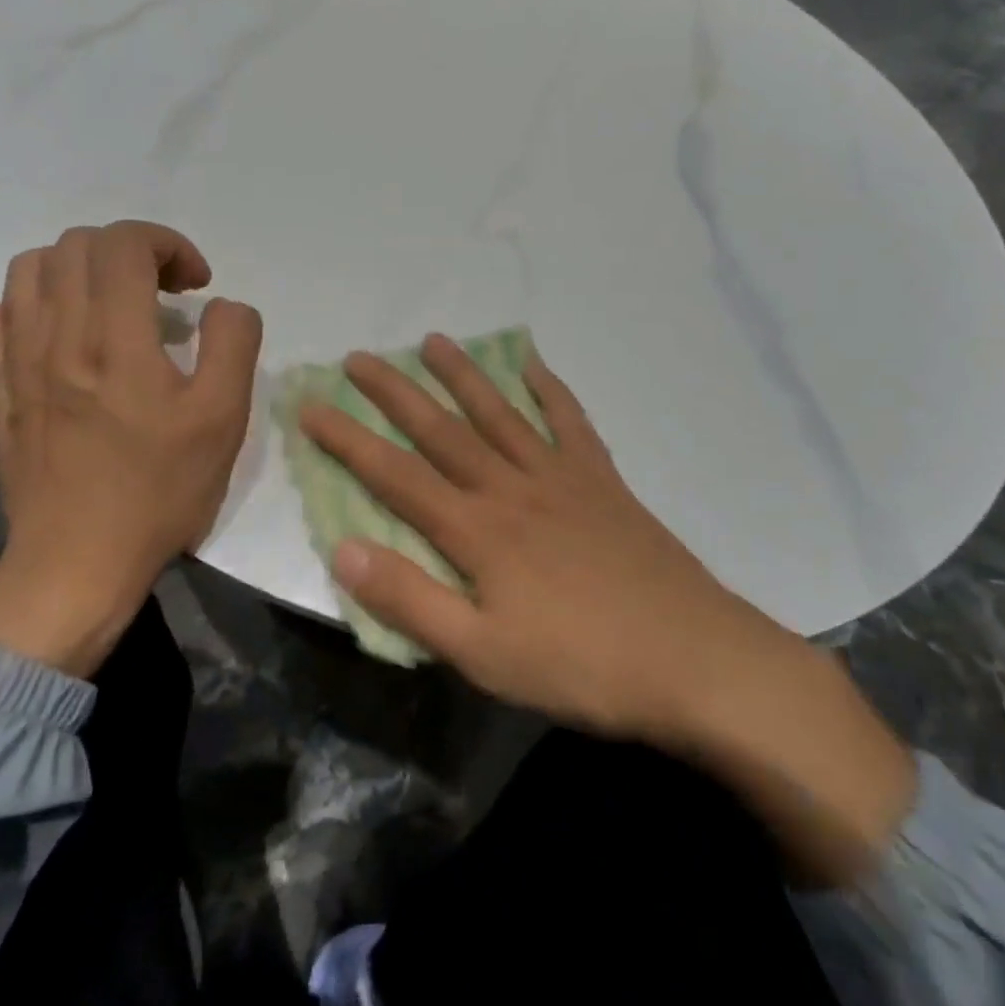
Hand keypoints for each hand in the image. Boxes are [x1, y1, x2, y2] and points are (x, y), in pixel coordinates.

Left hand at [0, 222, 260, 677]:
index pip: (124, 243)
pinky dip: (33, 304)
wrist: (78, 563)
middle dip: (131, 250)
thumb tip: (222, 305)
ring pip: (30, 270)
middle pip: (78, 245)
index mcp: (116, 340)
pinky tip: (62, 334)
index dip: (168, 244)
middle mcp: (57, 336)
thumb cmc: (159, 491)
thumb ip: (234, 344)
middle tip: (163, 291)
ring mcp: (17, 362)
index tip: (196, 283)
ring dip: (80, 268)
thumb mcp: (223, 419)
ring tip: (113, 304)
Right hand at [299, 334, 915, 883]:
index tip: (311, 405)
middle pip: (442, 429)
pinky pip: (570, 423)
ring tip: (433, 340)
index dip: (348, 439)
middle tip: (359, 356)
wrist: (693, 659)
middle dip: (395, 391)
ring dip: (463, 375)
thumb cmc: (580, 665)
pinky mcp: (602, 481)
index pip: (395, 475)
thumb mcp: (482, 653)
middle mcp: (511, 487)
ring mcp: (560, 477)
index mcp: (476, 530)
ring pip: (500, 413)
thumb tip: (343, 548)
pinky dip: (550, 390)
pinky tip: (533, 366)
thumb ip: (409, 600)